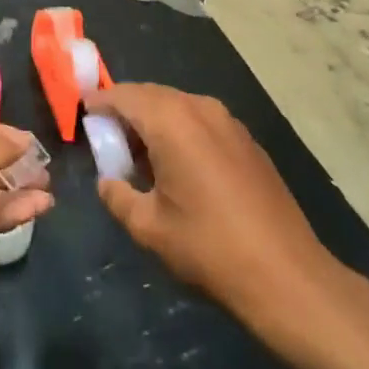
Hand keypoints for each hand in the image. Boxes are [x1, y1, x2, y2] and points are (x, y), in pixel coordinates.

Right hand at [87, 83, 337, 328]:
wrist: (286, 273)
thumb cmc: (208, 247)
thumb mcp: (149, 227)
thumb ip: (118, 196)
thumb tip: (108, 181)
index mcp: (171, 121)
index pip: (125, 95)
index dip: (100, 102)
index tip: (82, 113)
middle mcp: (201, 108)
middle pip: (152, 95)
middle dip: (127, 111)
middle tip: (107, 140)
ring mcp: (229, 122)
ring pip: (179, 106)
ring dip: (154, 121)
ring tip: (140, 156)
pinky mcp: (247, 141)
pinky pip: (202, 121)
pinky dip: (180, 131)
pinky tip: (177, 166)